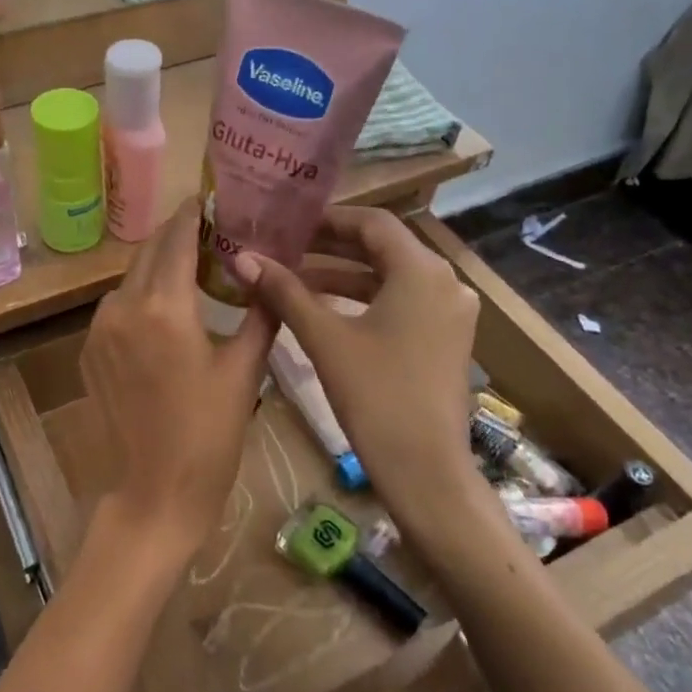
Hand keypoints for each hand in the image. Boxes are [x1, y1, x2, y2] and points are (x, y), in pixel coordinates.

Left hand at [81, 200, 276, 561]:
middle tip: (211, 232)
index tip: (211, 197)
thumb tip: (270, 277)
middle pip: (149, 252)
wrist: (152, 496)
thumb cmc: (208, 437)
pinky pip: (117, 308)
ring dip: (158, 268)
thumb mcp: (244, 373)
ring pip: (130, 279)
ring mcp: (99, 329)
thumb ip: (258, 316)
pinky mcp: (89, 351)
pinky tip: (166, 314)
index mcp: (164, 307)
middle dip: (177, 237)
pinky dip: (141, 298)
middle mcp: (123, 307)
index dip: (193, 213)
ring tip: (193, 271)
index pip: (176, 238)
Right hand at [233, 207, 487, 532]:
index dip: (328, 219)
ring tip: (293, 279)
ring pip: (390, 277)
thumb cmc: (376, 395)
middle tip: (284, 247)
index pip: (372, 222)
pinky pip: (401, 302)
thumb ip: (283, 291)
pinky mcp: (445, 339)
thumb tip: (242, 257)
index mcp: (422, 271)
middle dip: (331, 247)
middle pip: (382, 247)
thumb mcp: (324, 338)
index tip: (288, 224)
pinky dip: (363, 300)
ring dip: (343, 275)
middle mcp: (444, 282)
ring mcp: (450, 313)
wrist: (426, 472)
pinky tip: (324, 310)